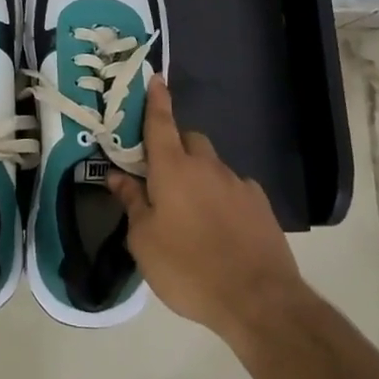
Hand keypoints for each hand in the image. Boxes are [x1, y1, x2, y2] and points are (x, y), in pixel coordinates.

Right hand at [107, 75, 302, 343]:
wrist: (259, 300)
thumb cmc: (188, 268)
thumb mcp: (144, 241)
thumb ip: (132, 203)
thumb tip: (118, 176)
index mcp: (173, 168)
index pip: (160, 123)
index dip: (156, 100)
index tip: (155, 78)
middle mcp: (207, 166)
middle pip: (189, 140)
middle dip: (174, 147)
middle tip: (159, 175)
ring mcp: (238, 184)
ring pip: (212, 166)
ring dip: (198, 175)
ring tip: (190, 210)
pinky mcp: (260, 205)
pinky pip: (233, 188)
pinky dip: (221, 195)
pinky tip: (219, 226)